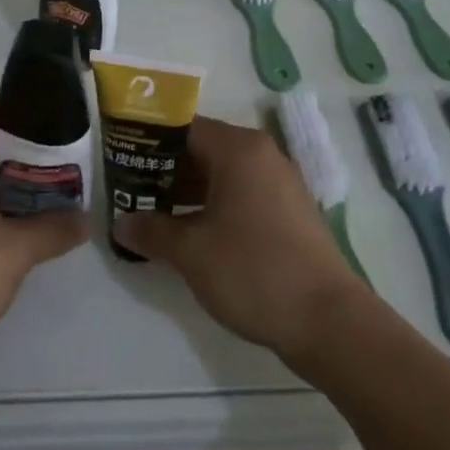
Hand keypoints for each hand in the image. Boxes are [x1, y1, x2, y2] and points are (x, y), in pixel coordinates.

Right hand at [117, 115, 371, 362]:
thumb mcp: (192, 252)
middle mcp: (261, 155)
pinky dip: (212, 207)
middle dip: (164, 171)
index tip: (120, 162)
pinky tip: (189, 233)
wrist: (328, 321)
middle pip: (202, 149)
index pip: (183, 128)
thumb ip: (152, 231)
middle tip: (129, 192)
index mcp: (239, 149)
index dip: (148, 143)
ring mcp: (279, 183)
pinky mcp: (288, 212)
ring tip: (150, 215)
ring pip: (221, 175)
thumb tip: (121, 223)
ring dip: (186, 192)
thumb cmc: (254, 271)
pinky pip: (240, 195)